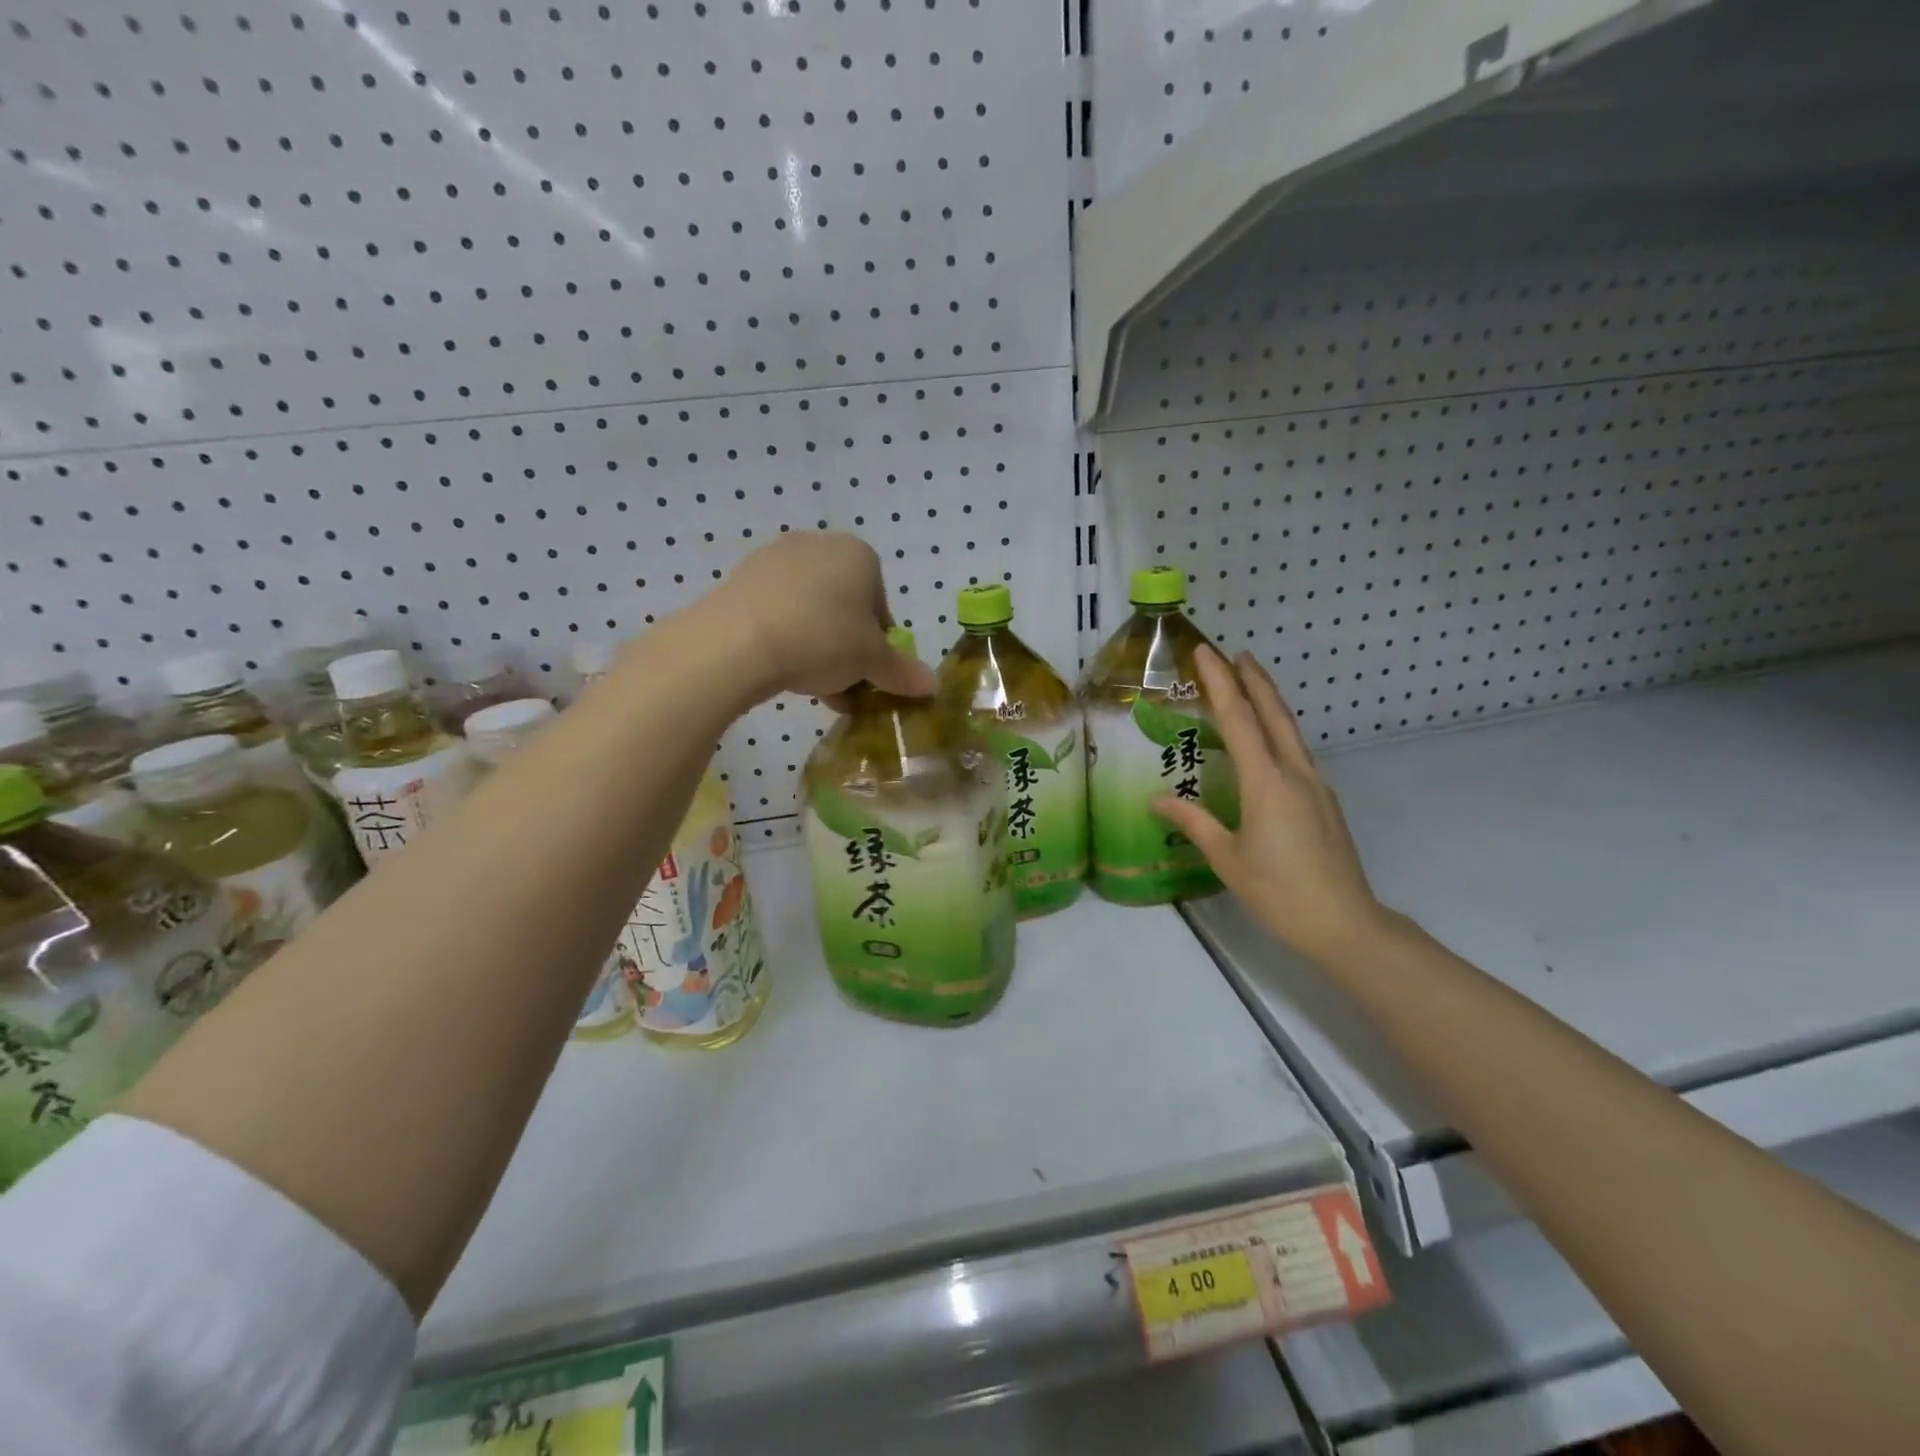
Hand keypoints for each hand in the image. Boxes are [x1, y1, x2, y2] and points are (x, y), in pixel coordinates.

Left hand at [705, 532, 934, 704]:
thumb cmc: (822, 640)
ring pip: (810, 611)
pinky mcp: (741, 578)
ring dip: (818, 647)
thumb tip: (933, 687)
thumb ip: (902, 672)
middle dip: (847, 648)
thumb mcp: (871, 662)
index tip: (870, 673)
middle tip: (842, 683)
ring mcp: (775, 559)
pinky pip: (777, 612)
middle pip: (845, 607)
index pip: (881, 604)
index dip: (880, 644)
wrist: (737, 641)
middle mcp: (819, 545)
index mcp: (859, 554)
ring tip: (812, 685)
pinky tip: (781, 670)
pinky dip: (786, 638)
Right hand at [1153, 647, 1389, 966]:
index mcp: (1266, 782)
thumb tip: (1158, 799)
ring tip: (1249, 686)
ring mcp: (1315, 786)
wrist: (1346, 924)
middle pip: (1273, 714)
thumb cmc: (1279, 892)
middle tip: (1235, 654)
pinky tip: (1266, 745)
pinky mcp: (1323, 802)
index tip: (1205, 652)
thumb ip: (1193, 823)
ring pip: (1289, 732)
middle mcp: (1294, 773)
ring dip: (1269, 703)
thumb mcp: (1227, 859)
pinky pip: (1296, 754)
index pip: (1239, 719)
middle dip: (1254, 680)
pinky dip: (1277, 733)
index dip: (1220, 682)